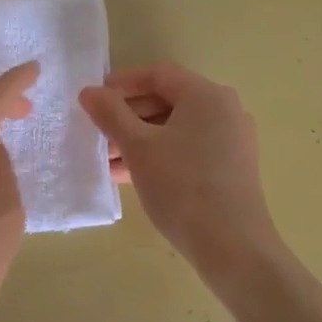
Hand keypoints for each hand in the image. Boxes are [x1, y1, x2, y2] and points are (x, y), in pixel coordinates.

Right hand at [79, 62, 283, 281]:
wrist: (232, 247)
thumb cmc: (182, 186)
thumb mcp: (139, 148)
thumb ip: (111, 114)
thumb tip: (89, 91)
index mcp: (207, 95)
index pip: (158, 74)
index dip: (122, 83)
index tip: (93, 99)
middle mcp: (224, 110)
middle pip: (167, 100)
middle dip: (127, 116)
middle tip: (97, 132)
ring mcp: (230, 140)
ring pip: (175, 129)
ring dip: (139, 139)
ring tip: (105, 159)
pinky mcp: (230, 168)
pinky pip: (187, 149)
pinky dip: (158, 155)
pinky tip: (128, 175)